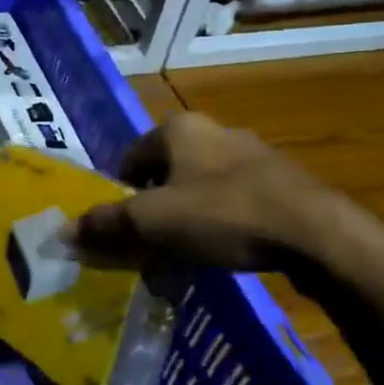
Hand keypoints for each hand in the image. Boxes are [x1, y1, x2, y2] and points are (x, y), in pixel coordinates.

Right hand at [72, 114, 383, 286]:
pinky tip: (224, 253)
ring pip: (199, 188)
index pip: (128, 158)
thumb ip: (108, 225)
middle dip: (151, 209)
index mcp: (179, 128)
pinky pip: (233, 201)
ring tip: (184, 255)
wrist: (319, 234)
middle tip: (147, 246)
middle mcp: (214, 131)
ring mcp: (252, 155)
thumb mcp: (155, 222)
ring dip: (185, 218)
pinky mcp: (281, 181)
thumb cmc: (225, 214)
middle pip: (164, 173)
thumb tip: (64, 232)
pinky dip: (220, 224)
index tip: (119, 229)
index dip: (117, 194)